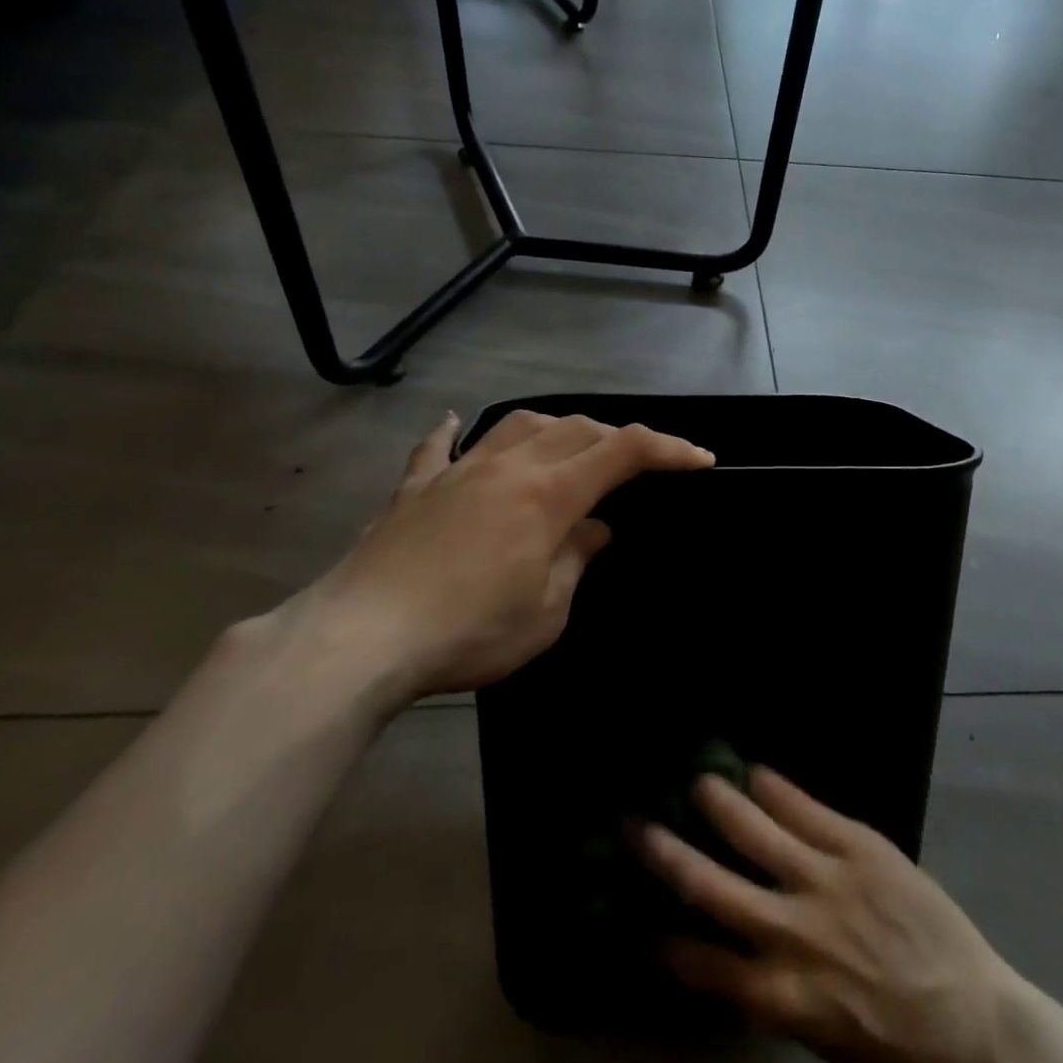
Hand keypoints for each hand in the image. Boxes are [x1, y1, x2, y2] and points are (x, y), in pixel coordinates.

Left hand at [280, 410, 713, 710]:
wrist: (362, 637)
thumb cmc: (468, 632)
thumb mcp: (546, 611)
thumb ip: (576, 558)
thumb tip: (595, 529)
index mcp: (548, 494)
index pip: (623, 452)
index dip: (668, 449)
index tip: (700, 459)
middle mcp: (507, 466)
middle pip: (575, 429)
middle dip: (614, 439)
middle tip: (634, 466)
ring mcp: (456, 470)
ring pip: (516, 425)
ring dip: (552, 429)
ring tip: (565, 448)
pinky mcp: (414, 488)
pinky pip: (438, 447)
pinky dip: (454, 433)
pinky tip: (455, 424)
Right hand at [633, 769, 1029, 1062]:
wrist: (975, 1027)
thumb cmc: (898, 1047)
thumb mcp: (821, 1031)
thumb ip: (777, 986)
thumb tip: (739, 949)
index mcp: (778, 995)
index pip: (700, 966)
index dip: (662, 942)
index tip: (633, 920)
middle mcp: (790, 934)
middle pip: (710, 886)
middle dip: (666, 854)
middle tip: (634, 824)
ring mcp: (825, 881)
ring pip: (754, 832)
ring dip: (720, 804)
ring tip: (696, 780)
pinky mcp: (859, 848)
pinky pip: (807, 809)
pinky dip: (776, 789)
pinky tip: (756, 770)